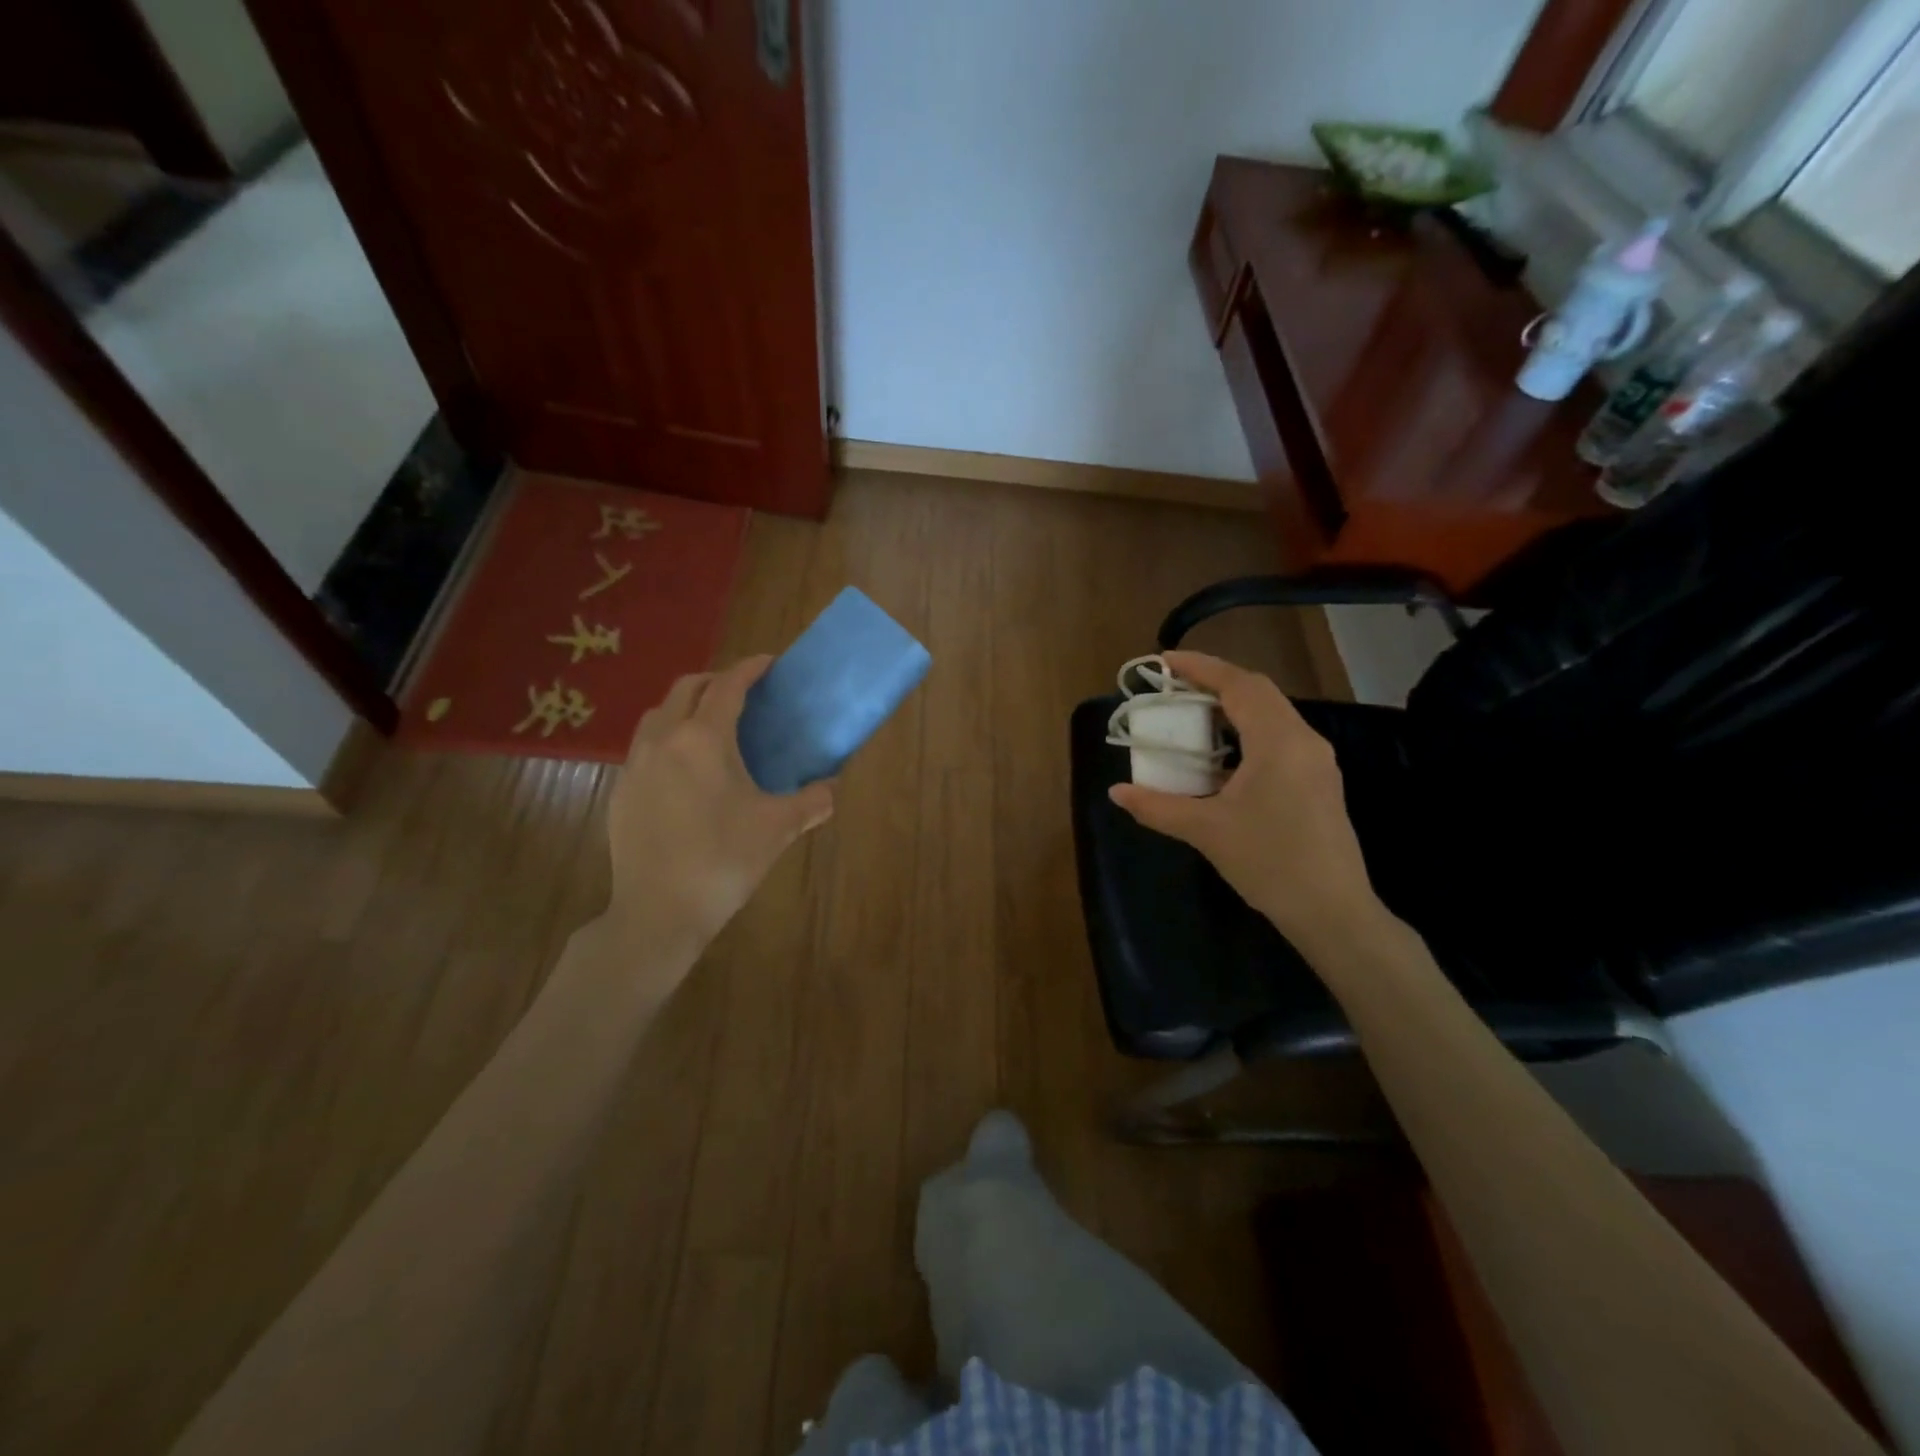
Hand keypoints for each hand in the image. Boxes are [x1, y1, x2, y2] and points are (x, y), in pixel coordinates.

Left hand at [605, 656, 833, 948]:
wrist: (659, 911)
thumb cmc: (724, 860)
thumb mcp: (778, 828)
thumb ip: (812, 801)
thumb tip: (831, 789)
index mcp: (704, 739)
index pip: (728, 686)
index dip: (750, 669)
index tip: (769, 663)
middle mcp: (664, 739)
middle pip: (686, 688)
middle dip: (716, 681)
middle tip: (743, 693)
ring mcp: (635, 764)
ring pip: (658, 715)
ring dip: (686, 707)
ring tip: (710, 726)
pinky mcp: (620, 790)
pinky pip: (644, 747)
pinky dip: (667, 739)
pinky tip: (684, 771)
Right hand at [1108, 651, 1380, 951]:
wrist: (1333, 911)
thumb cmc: (1270, 863)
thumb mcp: (1206, 831)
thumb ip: (1158, 806)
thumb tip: (1116, 792)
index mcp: (1279, 741)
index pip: (1239, 685)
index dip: (1201, 667)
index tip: (1164, 661)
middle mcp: (1304, 740)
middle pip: (1257, 692)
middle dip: (1214, 683)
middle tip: (1173, 688)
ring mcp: (1317, 761)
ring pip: (1271, 714)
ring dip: (1232, 707)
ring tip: (1192, 715)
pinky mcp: (1319, 781)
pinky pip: (1279, 738)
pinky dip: (1246, 732)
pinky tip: (1223, 756)